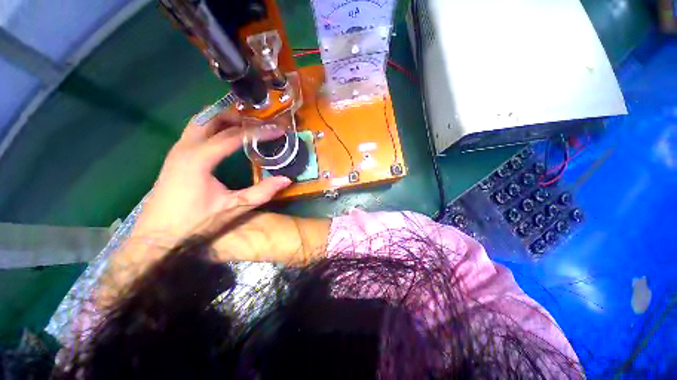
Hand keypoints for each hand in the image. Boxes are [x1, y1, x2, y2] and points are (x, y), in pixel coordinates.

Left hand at [130, 110, 291, 246]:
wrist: (156, 234)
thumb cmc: (194, 221)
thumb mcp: (233, 207)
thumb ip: (261, 192)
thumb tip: (286, 180)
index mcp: (200, 158)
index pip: (234, 136)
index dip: (258, 131)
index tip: (277, 128)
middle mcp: (186, 146)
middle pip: (214, 119)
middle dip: (239, 116)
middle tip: (261, 119)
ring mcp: (178, 148)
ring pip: (202, 121)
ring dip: (224, 117)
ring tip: (246, 121)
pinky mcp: (177, 154)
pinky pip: (197, 129)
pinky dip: (214, 124)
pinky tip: (225, 132)